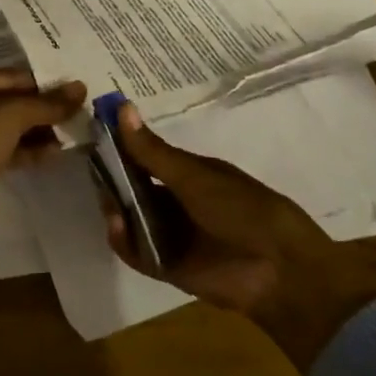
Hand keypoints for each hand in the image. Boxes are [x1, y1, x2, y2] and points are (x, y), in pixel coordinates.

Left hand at [0, 69, 87, 233]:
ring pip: (7, 127)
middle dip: (40, 108)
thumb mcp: (13, 113)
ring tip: (71, 130)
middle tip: (74, 110)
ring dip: (38, 129)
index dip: (39, 82)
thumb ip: (48, 102)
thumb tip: (81, 87)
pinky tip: (56, 151)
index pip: (4, 76)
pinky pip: (6, 149)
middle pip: (6, 102)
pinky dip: (29, 149)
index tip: (70, 89)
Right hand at [100, 102, 375, 369]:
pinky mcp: (169, 268)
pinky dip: (124, 242)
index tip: (95, 135)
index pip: (145, 157)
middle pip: (134, 189)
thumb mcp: (194, 175)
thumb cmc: (242, 208)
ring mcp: (173, 235)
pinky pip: (139, 253)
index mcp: (188, 174)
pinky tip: (117, 228)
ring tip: (108, 204)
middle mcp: (177, 202)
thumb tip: (121, 107)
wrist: (279, 268)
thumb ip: (152, 151)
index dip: (121, 147)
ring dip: (117, 211)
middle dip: (114, 182)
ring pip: (133, 220)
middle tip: (96, 174)